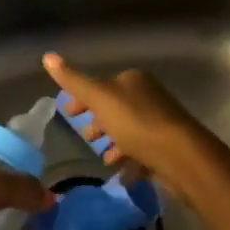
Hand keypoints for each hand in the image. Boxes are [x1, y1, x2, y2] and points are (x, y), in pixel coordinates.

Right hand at [42, 53, 229, 199]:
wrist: (182, 157)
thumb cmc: (136, 122)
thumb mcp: (99, 98)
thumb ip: (73, 80)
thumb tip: (47, 56)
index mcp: (133, 80)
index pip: (101, 84)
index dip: (82, 99)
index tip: (69, 114)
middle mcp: (149, 96)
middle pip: (116, 107)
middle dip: (99, 122)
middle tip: (87, 139)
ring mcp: (161, 121)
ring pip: (129, 130)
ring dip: (114, 143)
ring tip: (105, 159)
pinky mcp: (169, 146)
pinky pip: (143, 151)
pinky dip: (130, 160)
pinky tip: (122, 173)